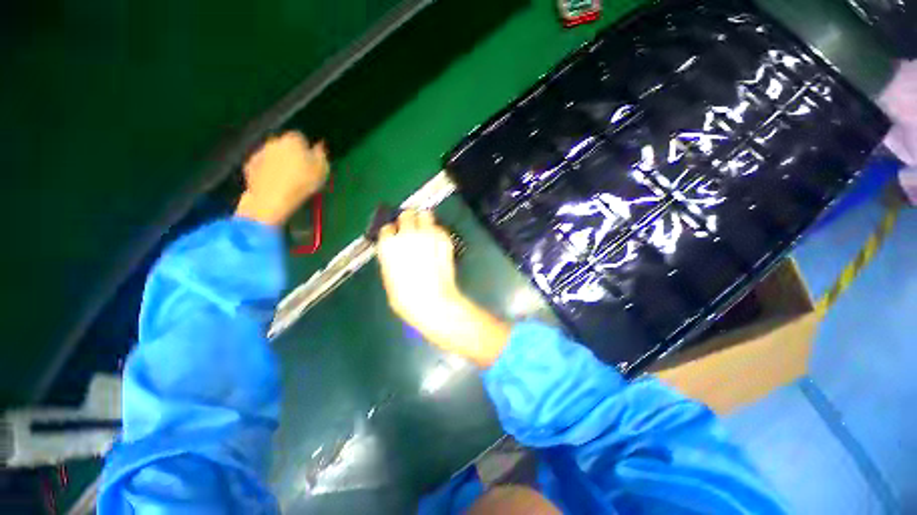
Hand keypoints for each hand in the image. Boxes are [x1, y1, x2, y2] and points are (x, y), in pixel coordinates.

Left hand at [235, 131, 328, 225]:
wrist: (271, 198)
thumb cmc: (302, 183)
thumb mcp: (321, 171)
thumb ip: (321, 156)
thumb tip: (319, 146)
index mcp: (293, 140)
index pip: (301, 138)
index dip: (306, 149)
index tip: (310, 162)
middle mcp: (274, 141)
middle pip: (285, 145)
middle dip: (291, 154)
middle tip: (299, 171)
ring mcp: (259, 152)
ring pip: (272, 154)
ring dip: (279, 162)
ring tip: (287, 179)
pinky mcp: (249, 164)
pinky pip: (262, 165)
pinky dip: (267, 170)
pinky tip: (274, 183)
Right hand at [377, 210, 461, 328]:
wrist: (434, 302)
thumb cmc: (408, 298)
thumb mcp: (390, 280)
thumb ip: (392, 261)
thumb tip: (395, 255)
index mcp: (389, 245)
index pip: (387, 228)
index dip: (392, 233)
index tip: (395, 237)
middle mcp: (407, 235)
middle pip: (406, 215)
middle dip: (408, 220)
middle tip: (411, 227)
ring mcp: (428, 235)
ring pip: (426, 215)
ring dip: (424, 221)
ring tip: (426, 230)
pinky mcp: (444, 240)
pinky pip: (440, 229)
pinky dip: (438, 233)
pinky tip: (438, 243)